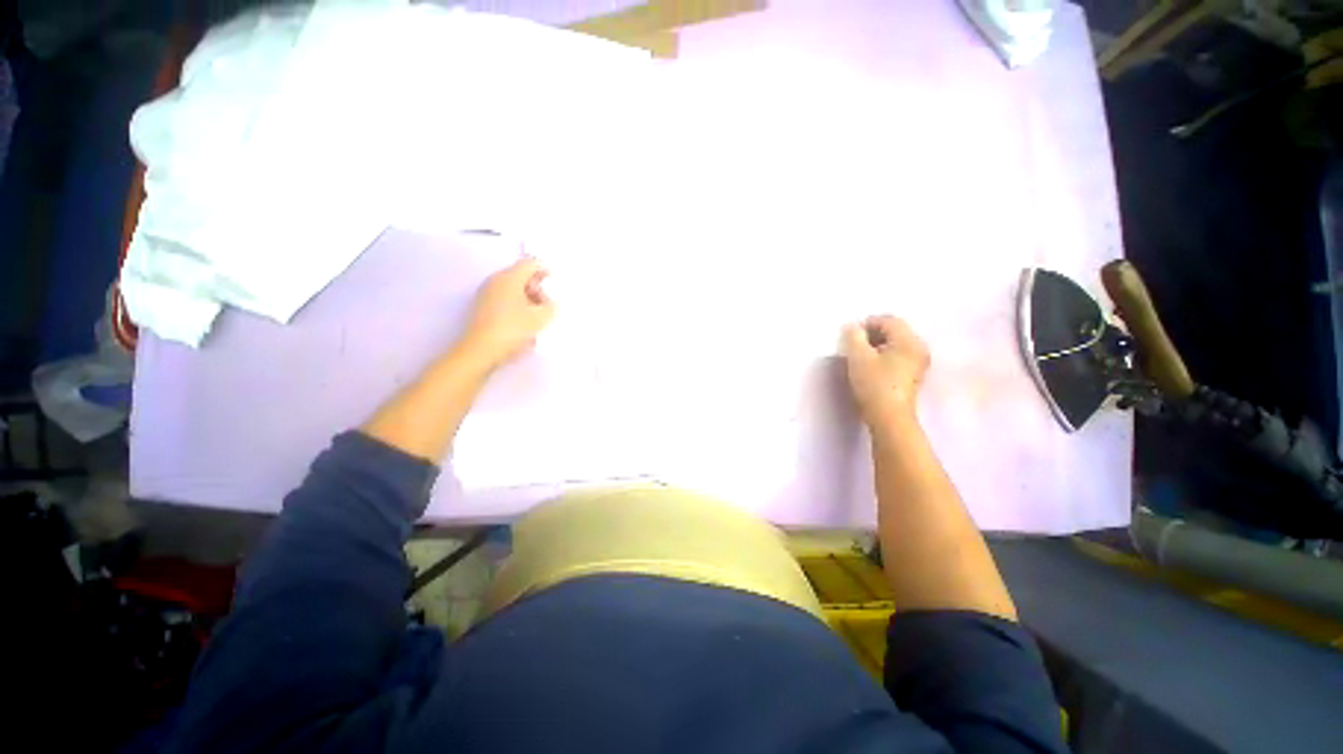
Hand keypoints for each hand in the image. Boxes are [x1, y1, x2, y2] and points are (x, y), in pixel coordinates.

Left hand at [458, 257, 554, 369]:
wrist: (480, 351)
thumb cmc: (512, 330)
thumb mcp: (540, 319)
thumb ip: (551, 306)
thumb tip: (552, 302)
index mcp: (509, 278)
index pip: (530, 264)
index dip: (546, 270)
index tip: (557, 281)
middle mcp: (496, 280)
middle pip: (520, 275)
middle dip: (537, 287)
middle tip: (548, 304)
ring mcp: (486, 293)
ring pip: (512, 288)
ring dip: (527, 297)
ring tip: (538, 316)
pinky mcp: (482, 307)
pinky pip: (504, 298)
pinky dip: (517, 305)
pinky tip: (523, 322)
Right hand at [841, 315, 929, 424]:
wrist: (889, 417)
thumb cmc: (874, 385)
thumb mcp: (858, 358)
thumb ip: (853, 337)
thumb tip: (851, 327)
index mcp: (909, 341)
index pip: (888, 320)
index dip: (867, 323)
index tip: (849, 334)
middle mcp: (919, 348)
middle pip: (894, 331)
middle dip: (872, 334)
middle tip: (853, 344)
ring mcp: (919, 363)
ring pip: (896, 344)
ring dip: (877, 345)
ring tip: (860, 356)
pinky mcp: (914, 375)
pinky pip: (898, 356)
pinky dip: (884, 356)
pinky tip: (871, 366)